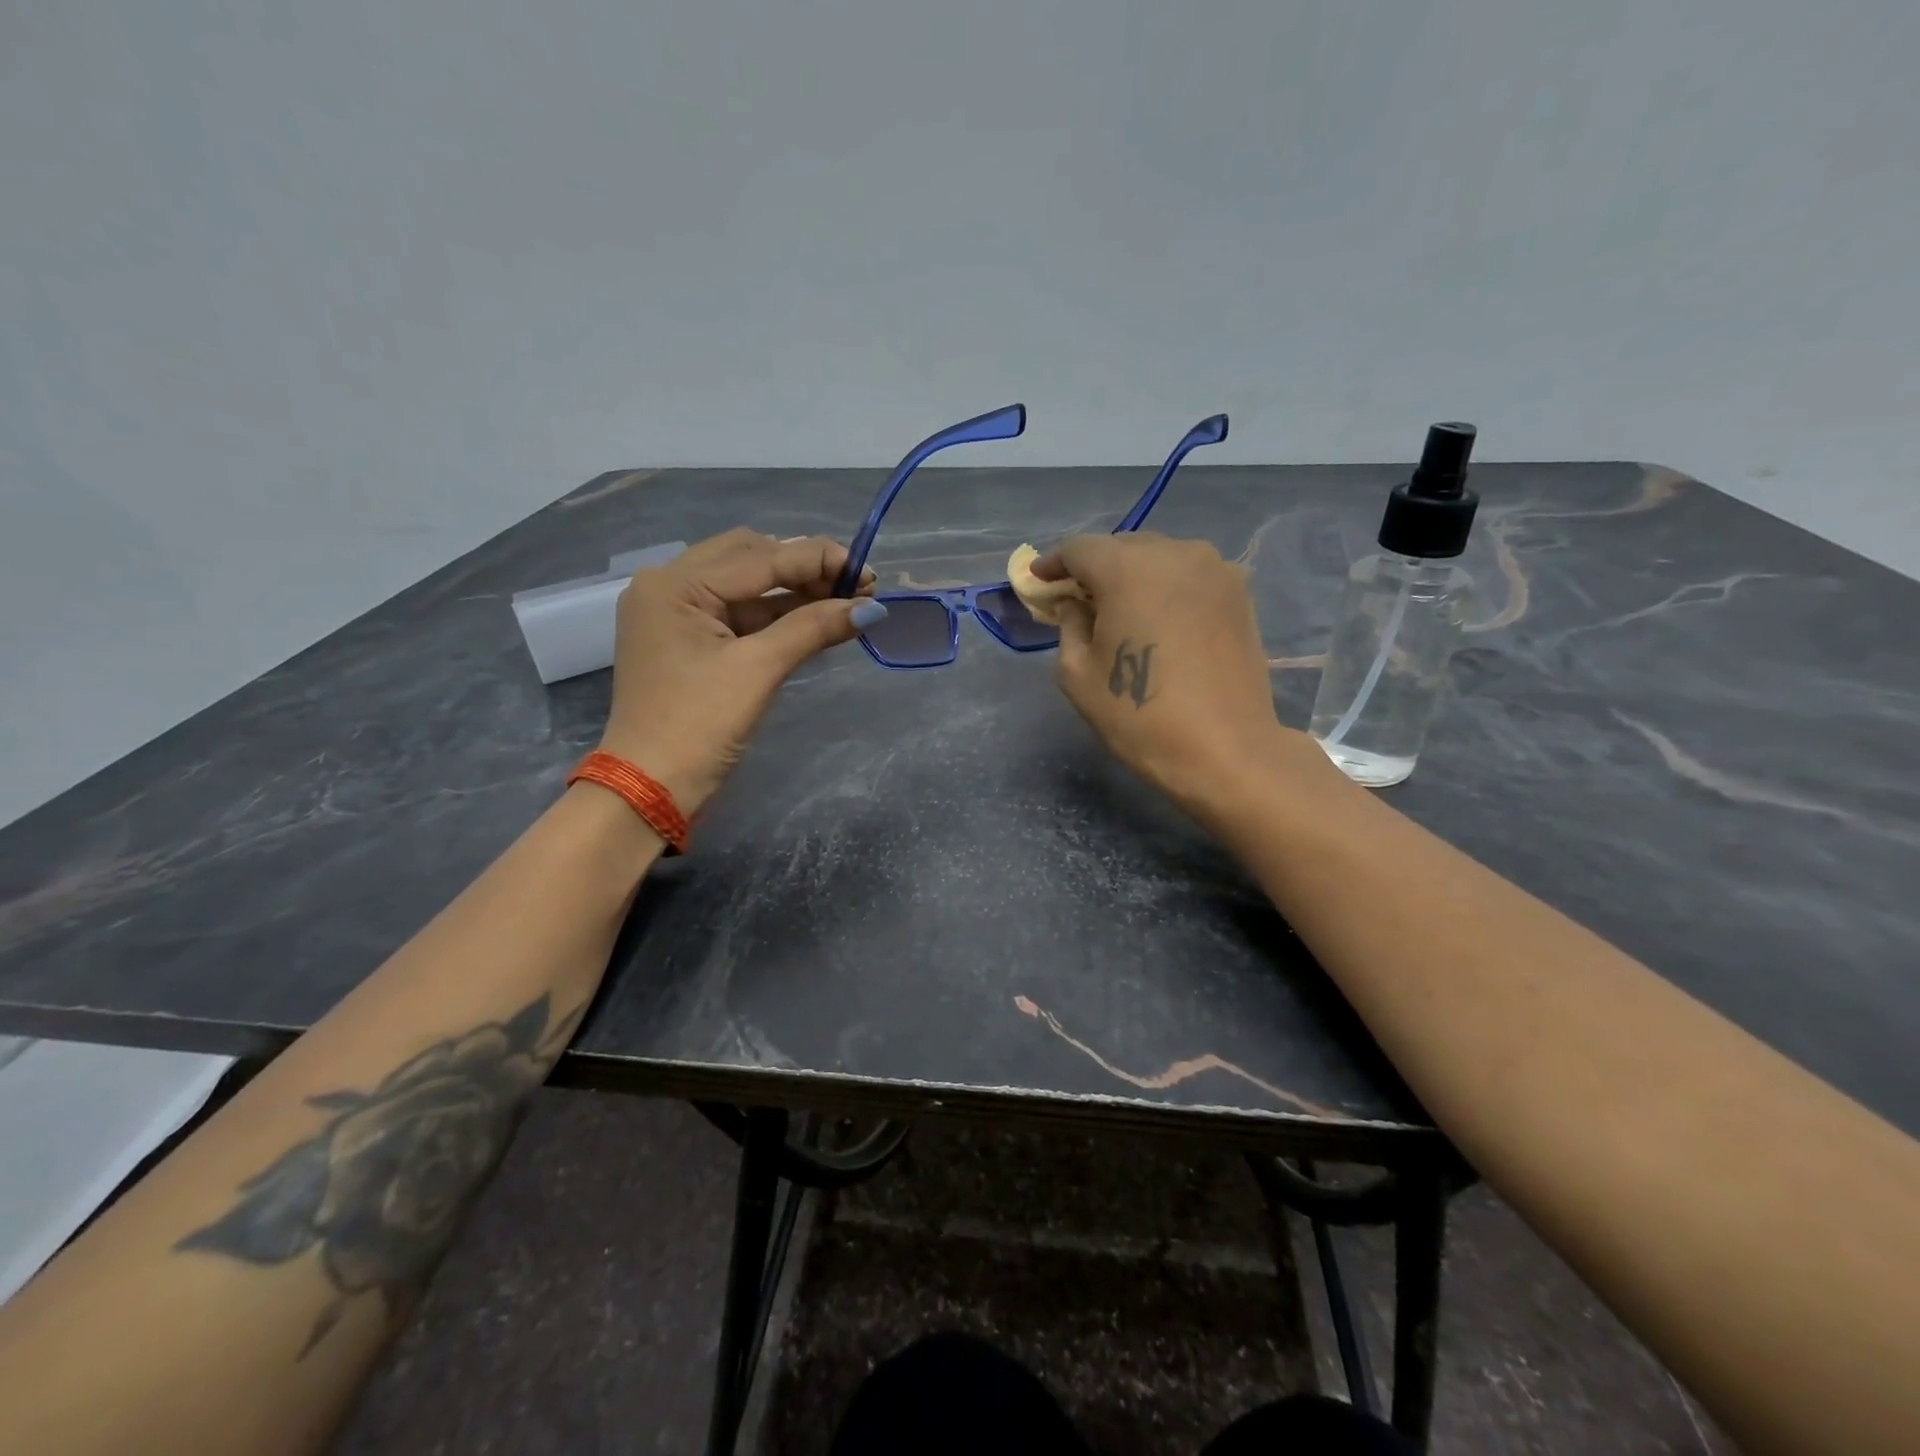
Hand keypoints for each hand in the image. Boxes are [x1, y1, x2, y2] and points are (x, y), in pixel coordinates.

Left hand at [596, 529, 882, 814]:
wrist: (649, 790)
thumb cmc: (697, 727)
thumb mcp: (757, 671)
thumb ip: (812, 629)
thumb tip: (872, 609)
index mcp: (674, 584)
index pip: (759, 557)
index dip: (818, 560)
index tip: (869, 573)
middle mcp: (670, 587)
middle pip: (750, 558)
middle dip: (805, 569)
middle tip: (856, 589)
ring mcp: (677, 615)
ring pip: (748, 587)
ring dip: (795, 592)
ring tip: (846, 603)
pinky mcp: (689, 642)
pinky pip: (740, 615)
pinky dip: (778, 617)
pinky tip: (816, 619)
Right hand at [1034, 532, 1331, 816]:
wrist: (1225, 750)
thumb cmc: (1139, 715)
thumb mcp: (1078, 674)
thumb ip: (1068, 625)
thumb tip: (1074, 604)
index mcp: (1128, 568)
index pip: (1079, 548)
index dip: (1053, 563)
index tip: (1039, 581)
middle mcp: (1175, 553)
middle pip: (1122, 546)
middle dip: (1095, 568)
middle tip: (1077, 600)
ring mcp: (1215, 569)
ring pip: (1160, 558)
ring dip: (1134, 575)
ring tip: (1121, 608)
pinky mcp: (1239, 593)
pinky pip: (1190, 576)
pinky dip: (1167, 587)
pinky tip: (1160, 617)